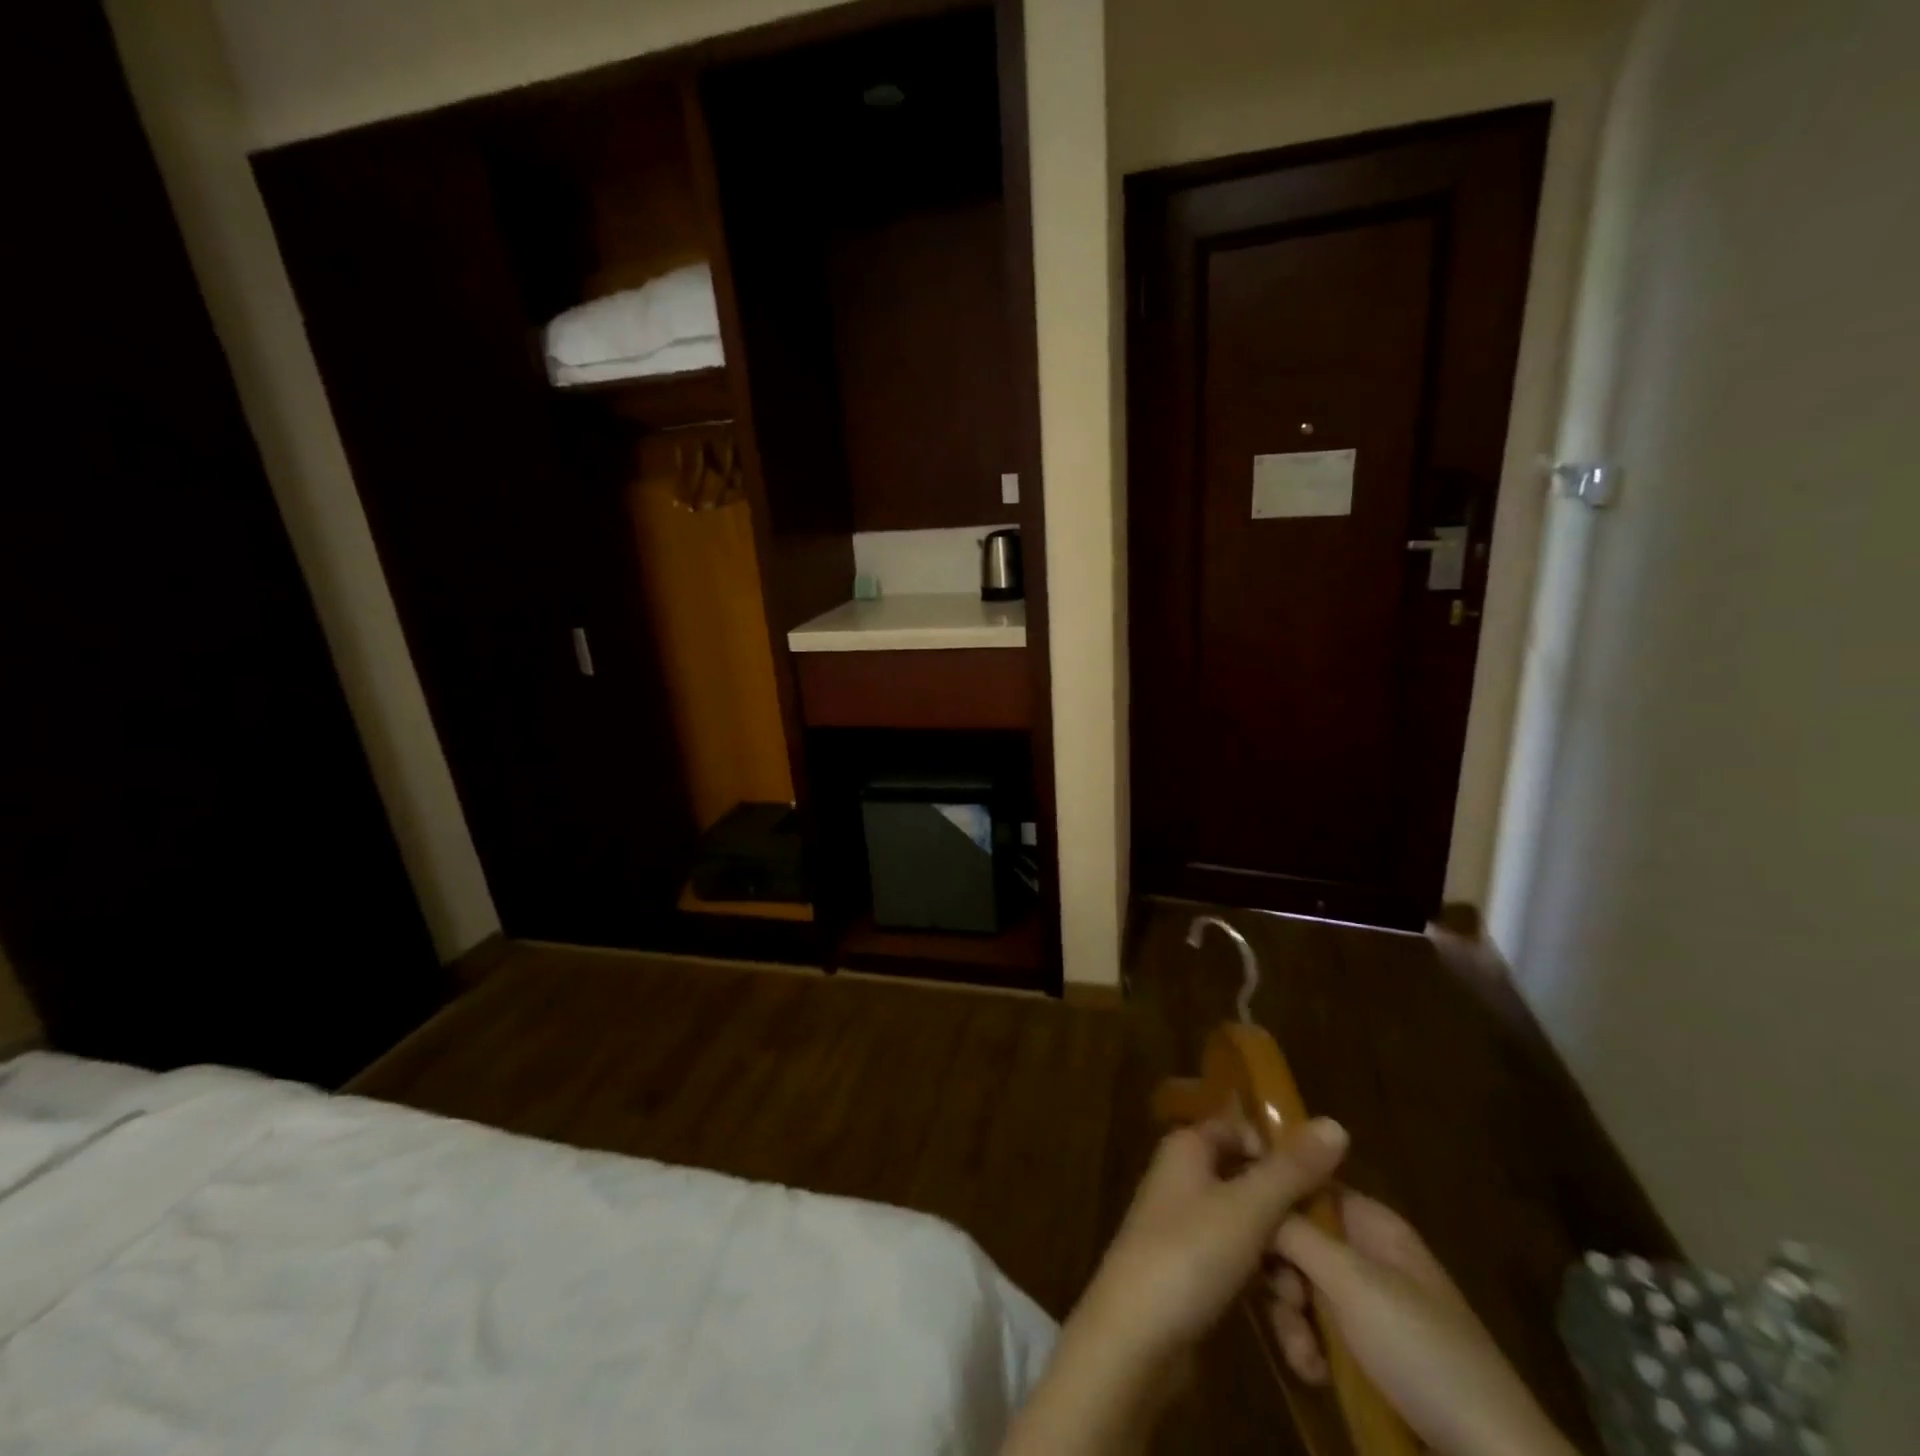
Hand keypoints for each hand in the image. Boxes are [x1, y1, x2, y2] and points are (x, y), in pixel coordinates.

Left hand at [1001, 1117, 1347, 1455]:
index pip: (1239, 1131)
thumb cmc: (1189, 1253)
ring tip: (1303, 1305)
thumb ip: (1292, 1169)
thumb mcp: (1248, 1207)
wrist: (1135, 1337)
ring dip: (1283, 1269)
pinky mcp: (1192, 1274)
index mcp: (1188, 1148)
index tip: (1323, 1186)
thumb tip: (1334, 1123)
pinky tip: (1292, 1333)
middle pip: (1251, 1185)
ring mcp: (1186, 1228)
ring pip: (1251, 1234)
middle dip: (1290, 1224)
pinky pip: (1240, 1270)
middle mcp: (1184, 1179)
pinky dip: (1265, 1293)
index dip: (1279, 1152)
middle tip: (1324, 1255)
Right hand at [1269, 1191, 1579, 1455]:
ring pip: (1300, 1286)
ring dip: (1290, 1318)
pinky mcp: (1367, 1350)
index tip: (1234, 1216)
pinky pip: (1317, 1328)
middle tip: (1283, 1299)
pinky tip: (1315, 1374)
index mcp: (1371, 1223)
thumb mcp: (1351, 1282)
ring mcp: (1368, 1304)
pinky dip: (1308, 1348)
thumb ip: (1294, 1231)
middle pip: (1296, 1237)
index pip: (1305, 1183)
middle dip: (1279, 1271)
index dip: (1269, 1194)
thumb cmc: (1421, 1350)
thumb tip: (1249, 1179)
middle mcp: (1367, 1253)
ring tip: (1303, 1355)